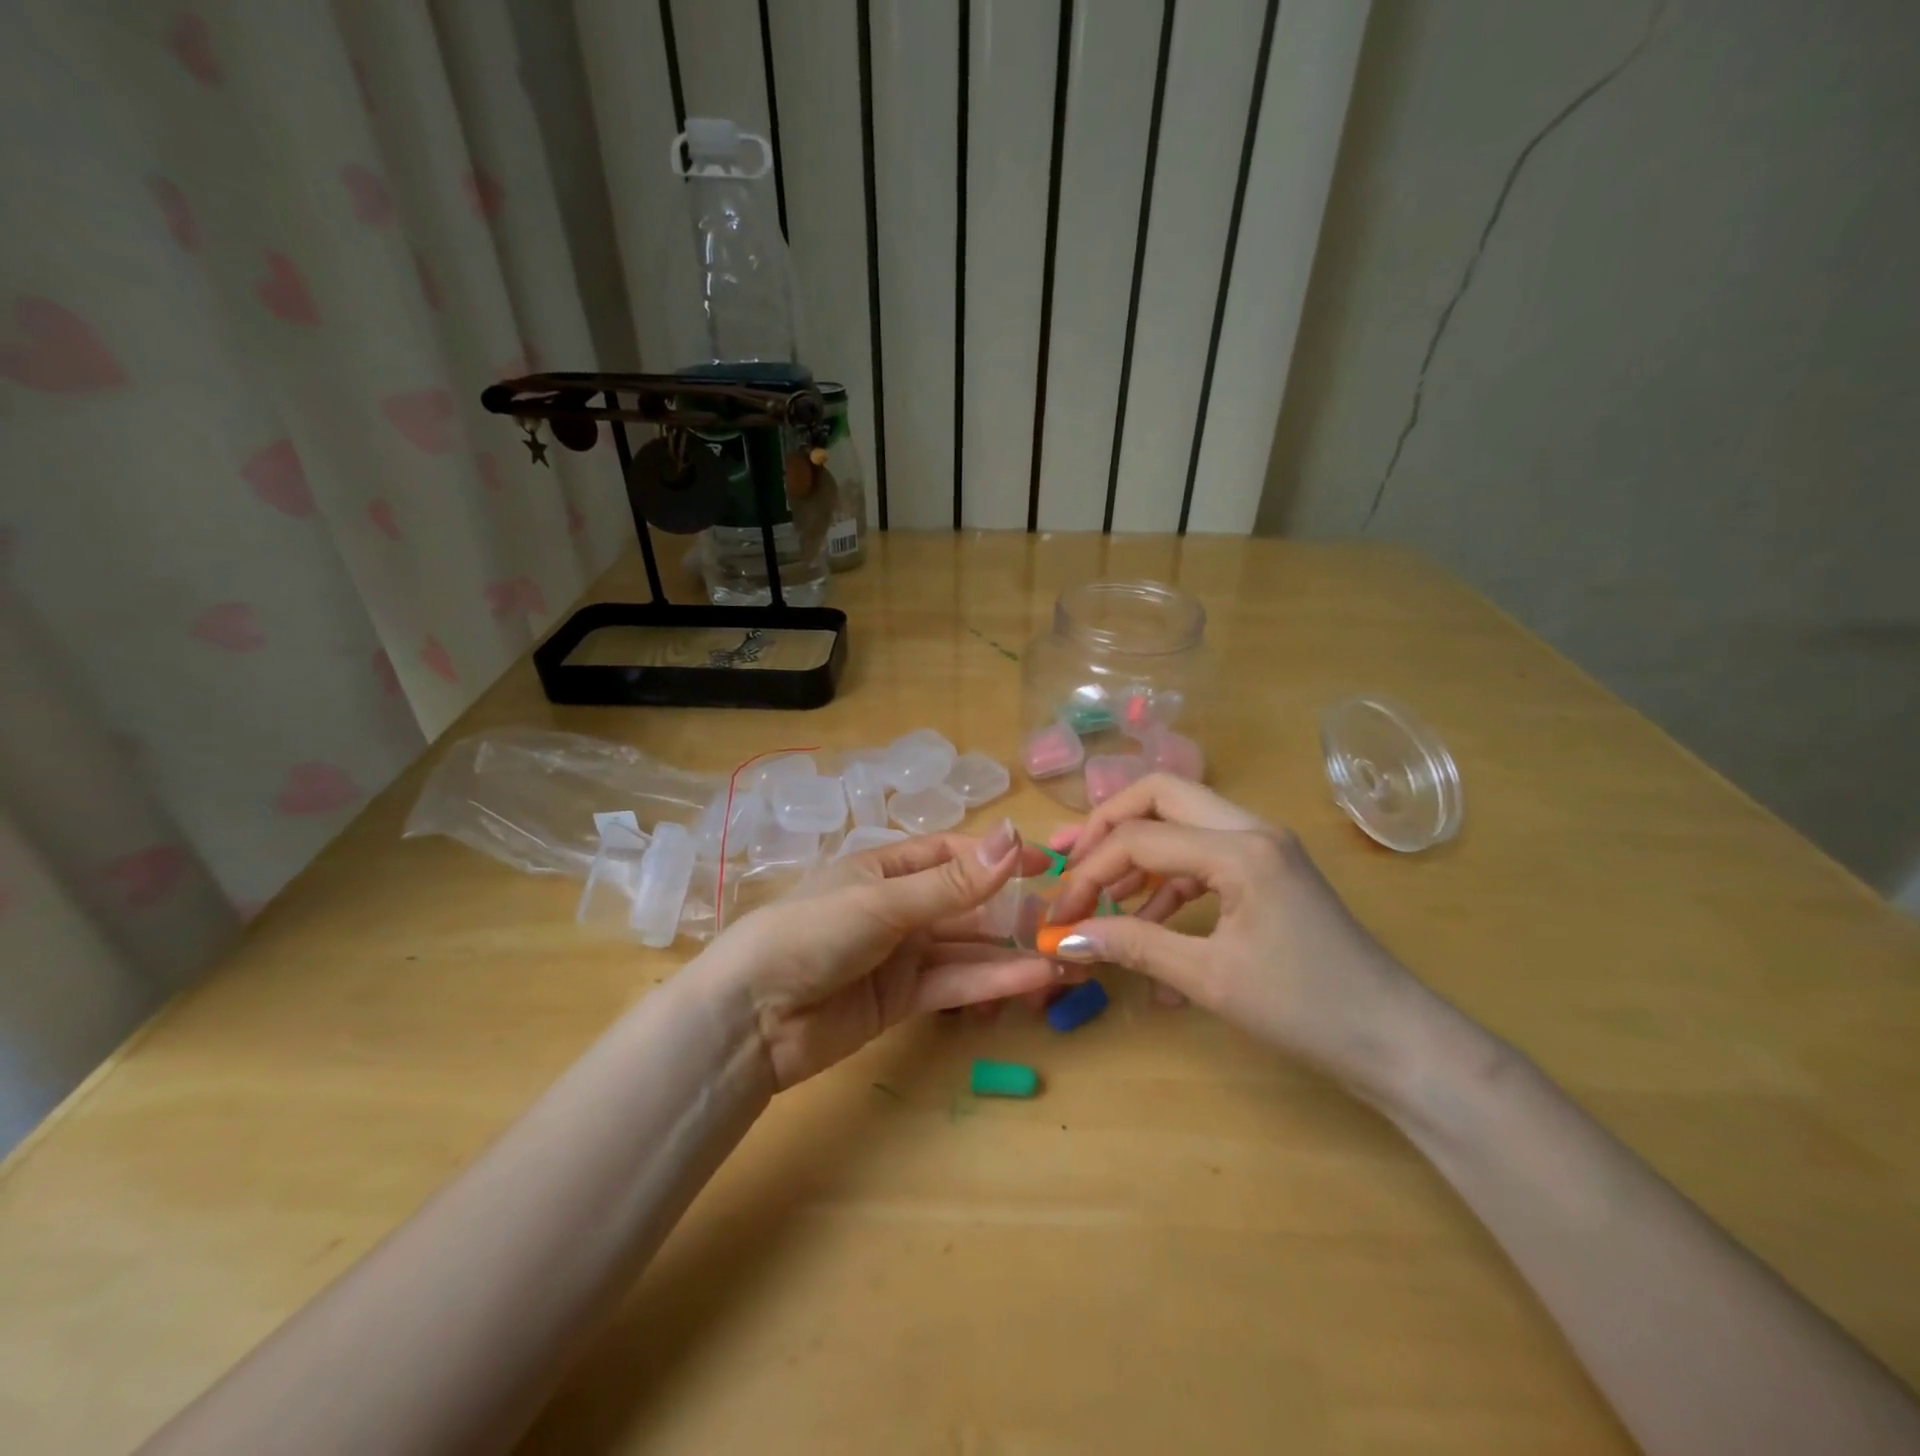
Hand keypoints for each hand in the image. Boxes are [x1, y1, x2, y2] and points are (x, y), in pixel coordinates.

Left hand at [702, 823, 1069, 1089]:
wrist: (751, 1019)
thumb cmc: (813, 933)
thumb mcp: (884, 902)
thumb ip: (953, 882)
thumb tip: (1013, 836)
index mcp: (885, 867)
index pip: (951, 853)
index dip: (997, 856)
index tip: (1045, 863)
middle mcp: (897, 906)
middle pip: (966, 902)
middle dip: (1013, 909)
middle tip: (1067, 917)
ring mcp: (902, 954)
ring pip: (967, 946)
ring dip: (1012, 950)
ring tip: (1065, 953)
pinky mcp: (903, 1000)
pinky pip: (955, 983)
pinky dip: (993, 981)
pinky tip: (1035, 979)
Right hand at [1045, 776, 1435, 1095]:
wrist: (1397, 1042)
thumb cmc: (1306, 1009)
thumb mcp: (1209, 979)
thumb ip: (1133, 946)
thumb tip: (1065, 937)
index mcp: (1240, 848)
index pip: (1139, 838)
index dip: (1089, 872)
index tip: (1059, 913)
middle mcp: (1251, 829)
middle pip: (1159, 794)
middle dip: (1107, 826)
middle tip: (1071, 861)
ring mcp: (1263, 845)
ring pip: (1181, 820)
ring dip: (1136, 852)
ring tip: (1101, 896)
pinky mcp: (1268, 870)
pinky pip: (1203, 856)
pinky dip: (1168, 882)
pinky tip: (1147, 927)